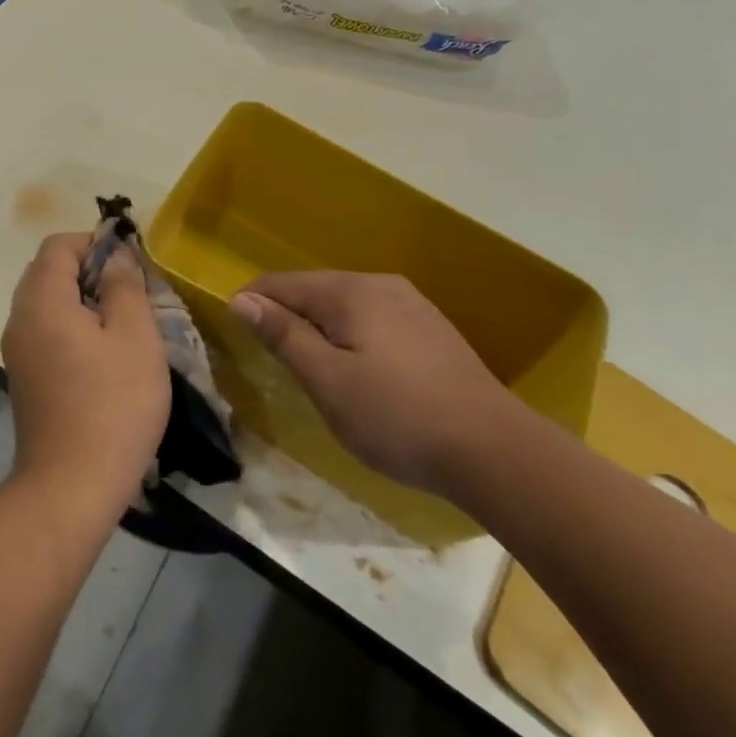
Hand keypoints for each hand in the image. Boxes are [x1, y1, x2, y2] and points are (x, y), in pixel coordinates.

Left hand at [0, 233, 170, 523]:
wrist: (70, 486)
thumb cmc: (112, 405)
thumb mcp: (135, 338)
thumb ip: (124, 286)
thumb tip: (116, 256)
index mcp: (41, 299)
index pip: (59, 245)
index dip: (95, 243)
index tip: (131, 263)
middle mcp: (19, 318)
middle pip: (49, 271)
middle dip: (90, 271)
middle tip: (132, 292)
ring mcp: (17, 350)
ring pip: (48, 303)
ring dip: (84, 301)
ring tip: (124, 323)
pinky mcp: (24, 377)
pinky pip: (46, 332)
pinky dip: (72, 327)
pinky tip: (104, 355)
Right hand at [230, 272, 514, 493]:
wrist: (498, 453)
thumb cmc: (398, 417)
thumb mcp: (327, 381)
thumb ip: (283, 335)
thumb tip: (241, 299)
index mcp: (350, 291)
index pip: (281, 284)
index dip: (252, 305)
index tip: (237, 337)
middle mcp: (380, 285)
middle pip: (314, 290)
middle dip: (287, 318)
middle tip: (277, 364)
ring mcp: (412, 305)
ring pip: (344, 306)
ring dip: (320, 330)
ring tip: (314, 371)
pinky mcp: (432, 330)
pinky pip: (373, 320)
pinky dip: (352, 338)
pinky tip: (360, 373)